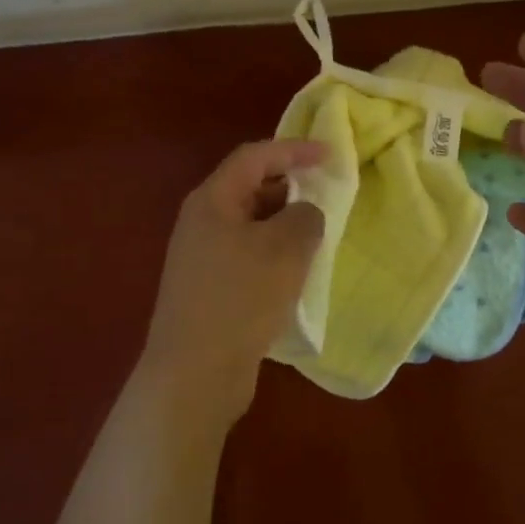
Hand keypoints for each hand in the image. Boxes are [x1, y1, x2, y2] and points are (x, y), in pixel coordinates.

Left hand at [141, 139, 326, 428]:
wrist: (194, 374)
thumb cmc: (240, 298)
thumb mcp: (285, 249)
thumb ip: (305, 217)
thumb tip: (304, 214)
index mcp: (212, 200)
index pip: (254, 156)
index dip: (293, 149)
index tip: (330, 155)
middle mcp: (202, 222)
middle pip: (250, 188)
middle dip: (290, 187)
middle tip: (327, 195)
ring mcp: (202, 258)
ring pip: (251, 226)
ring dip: (285, 225)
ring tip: (319, 235)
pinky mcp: (209, 289)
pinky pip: (248, 256)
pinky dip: (274, 255)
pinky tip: (297, 273)